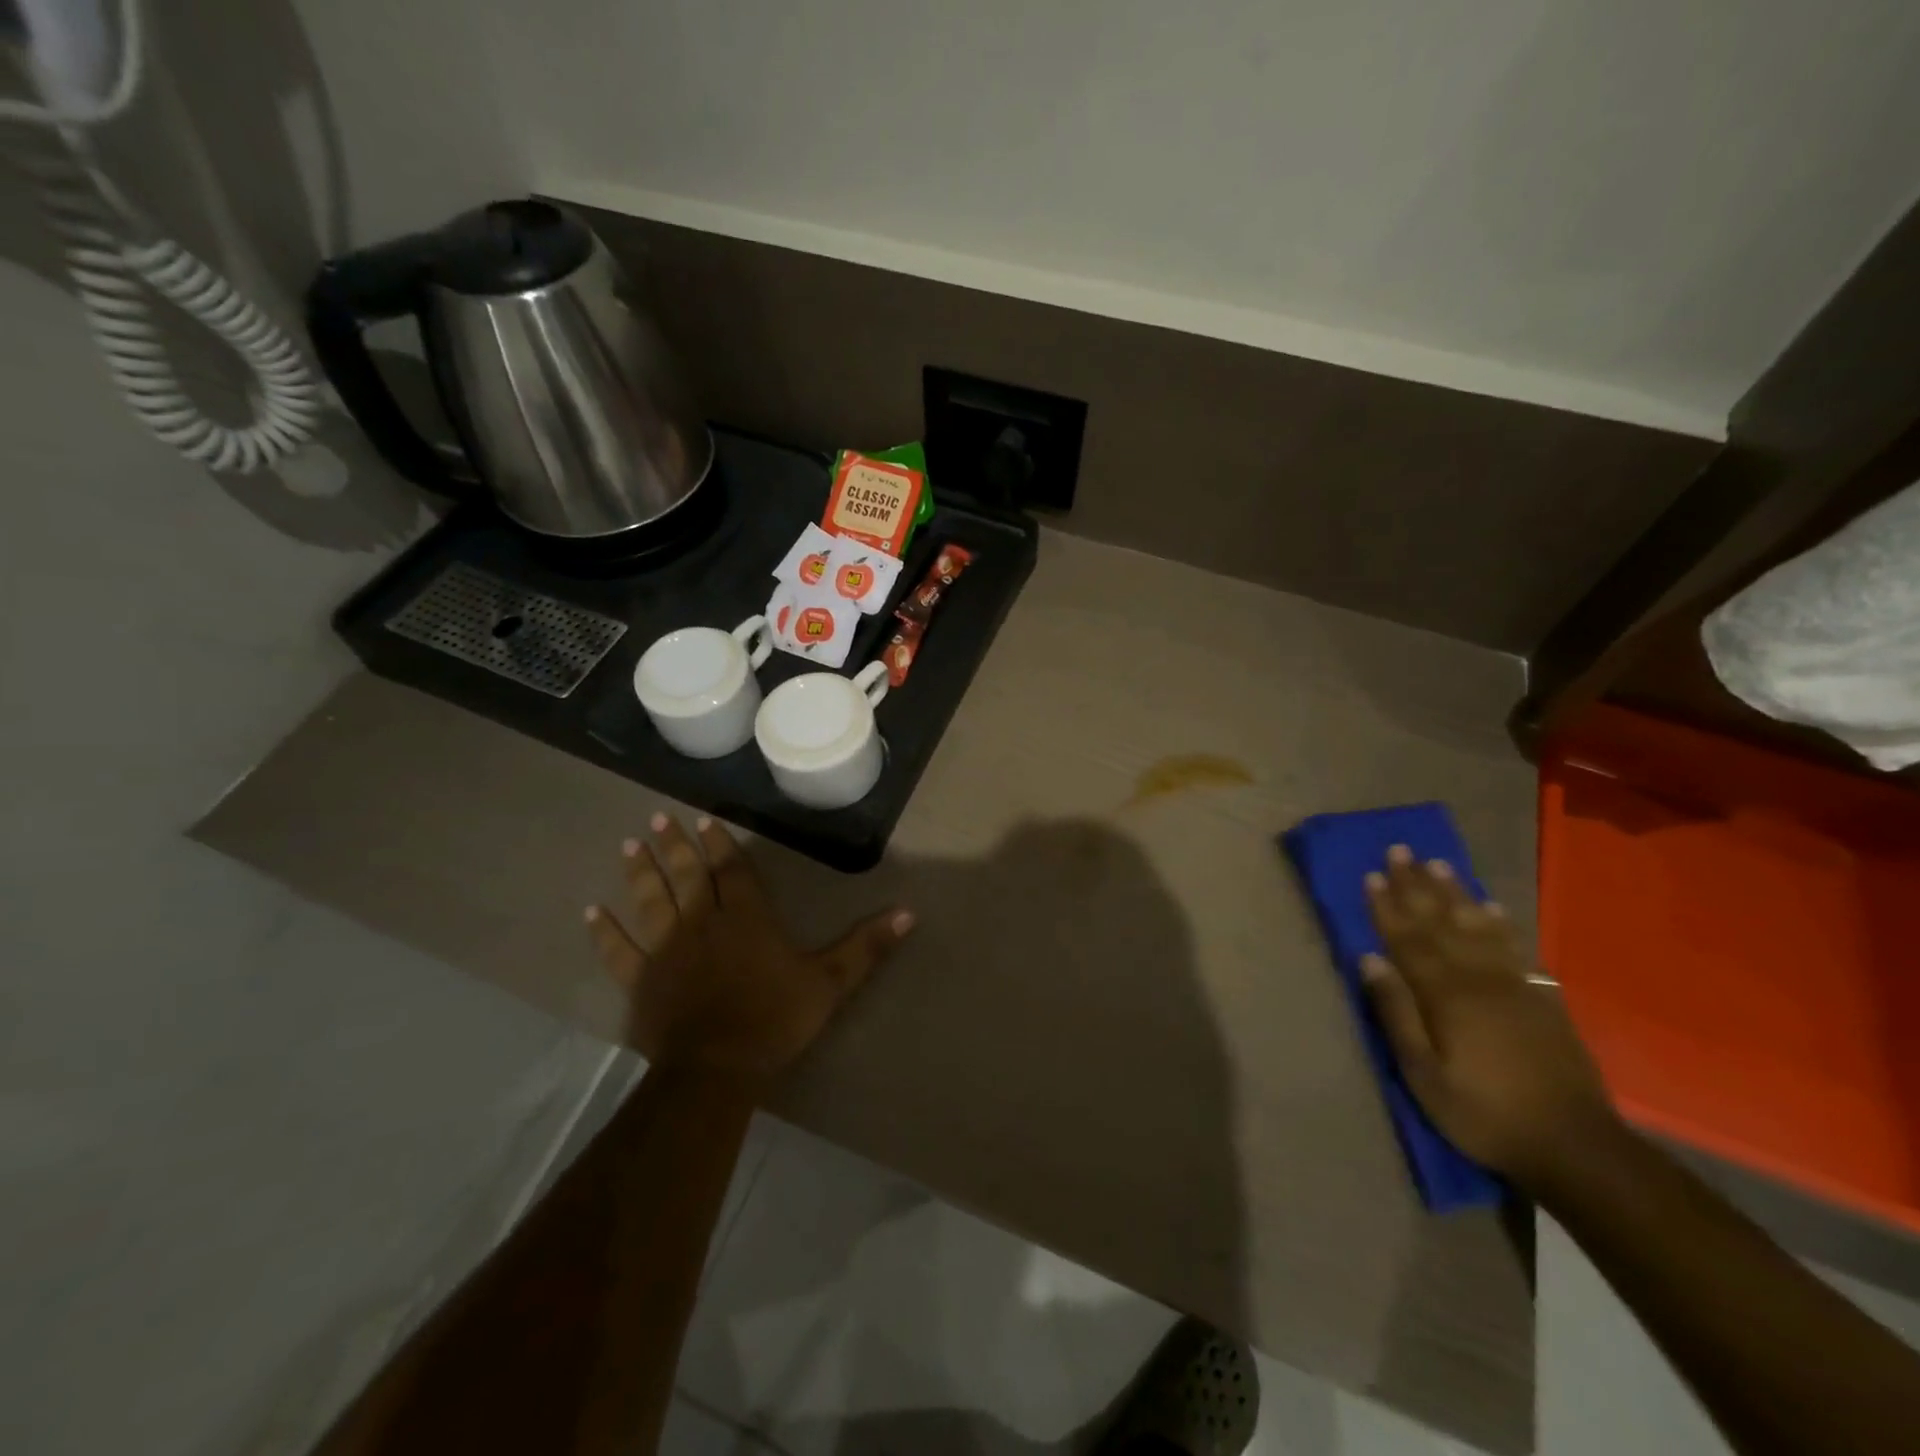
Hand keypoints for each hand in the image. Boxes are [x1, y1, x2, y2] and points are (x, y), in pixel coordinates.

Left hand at [585, 813, 912, 1083]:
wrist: (717, 1068)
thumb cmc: (775, 1019)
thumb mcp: (831, 982)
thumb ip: (866, 946)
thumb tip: (909, 913)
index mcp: (746, 918)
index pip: (731, 871)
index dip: (719, 844)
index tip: (704, 819)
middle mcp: (703, 923)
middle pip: (687, 876)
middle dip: (675, 845)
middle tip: (658, 818)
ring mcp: (667, 950)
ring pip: (651, 901)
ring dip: (640, 871)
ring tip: (629, 844)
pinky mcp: (641, 980)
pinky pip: (619, 950)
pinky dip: (605, 930)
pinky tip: (591, 910)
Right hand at [1361, 845, 1617, 1187]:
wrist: (1576, 1146)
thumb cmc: (1484, 1113)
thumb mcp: (1424, 1074)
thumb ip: (1397, 1013)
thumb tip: (1369, 959)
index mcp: (1445, 996)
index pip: (1407, 940)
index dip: (1386, 906)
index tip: (1371, 874)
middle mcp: (1478, 979)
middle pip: (1440, 923)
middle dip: (1417, 885)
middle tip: (1401, 850)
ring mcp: (1515, 987)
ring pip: (1478, 928)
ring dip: (1456, 894)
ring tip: (1440, 865)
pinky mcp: (1542, 1000)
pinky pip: (1517, 949)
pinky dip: (1502, 924)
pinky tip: (1493, 908)